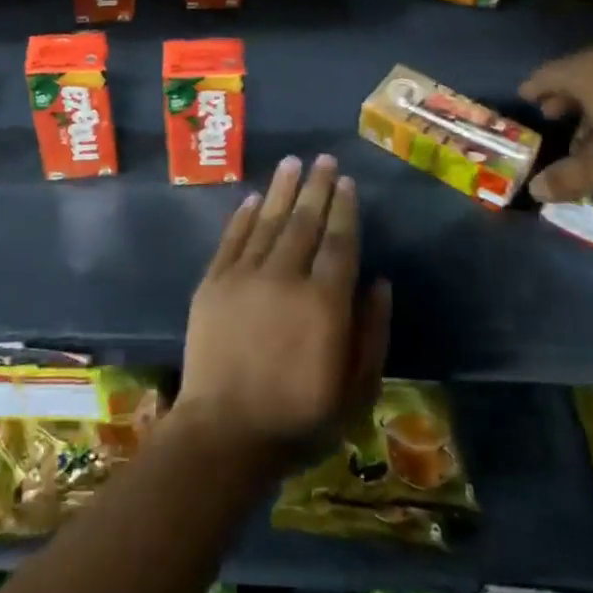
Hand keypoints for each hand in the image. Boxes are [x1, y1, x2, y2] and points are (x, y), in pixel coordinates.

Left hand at [176, 154, 390, 463]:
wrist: (224, 433)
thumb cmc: (299, 418)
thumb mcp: (355, 390)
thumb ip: (372, 332)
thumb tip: (380, 281)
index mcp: (324, 302)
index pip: (339, 242)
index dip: (344, 209)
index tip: (347, 183)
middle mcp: (285, 277)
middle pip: (304, 222)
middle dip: (317, 187)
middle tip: (324, 159)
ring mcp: (244, 276)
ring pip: (267, 221)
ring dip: (282, 189)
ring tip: (293, 162)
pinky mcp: (213, 283)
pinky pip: (231, 239)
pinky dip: (243, 216)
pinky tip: (254, 198)